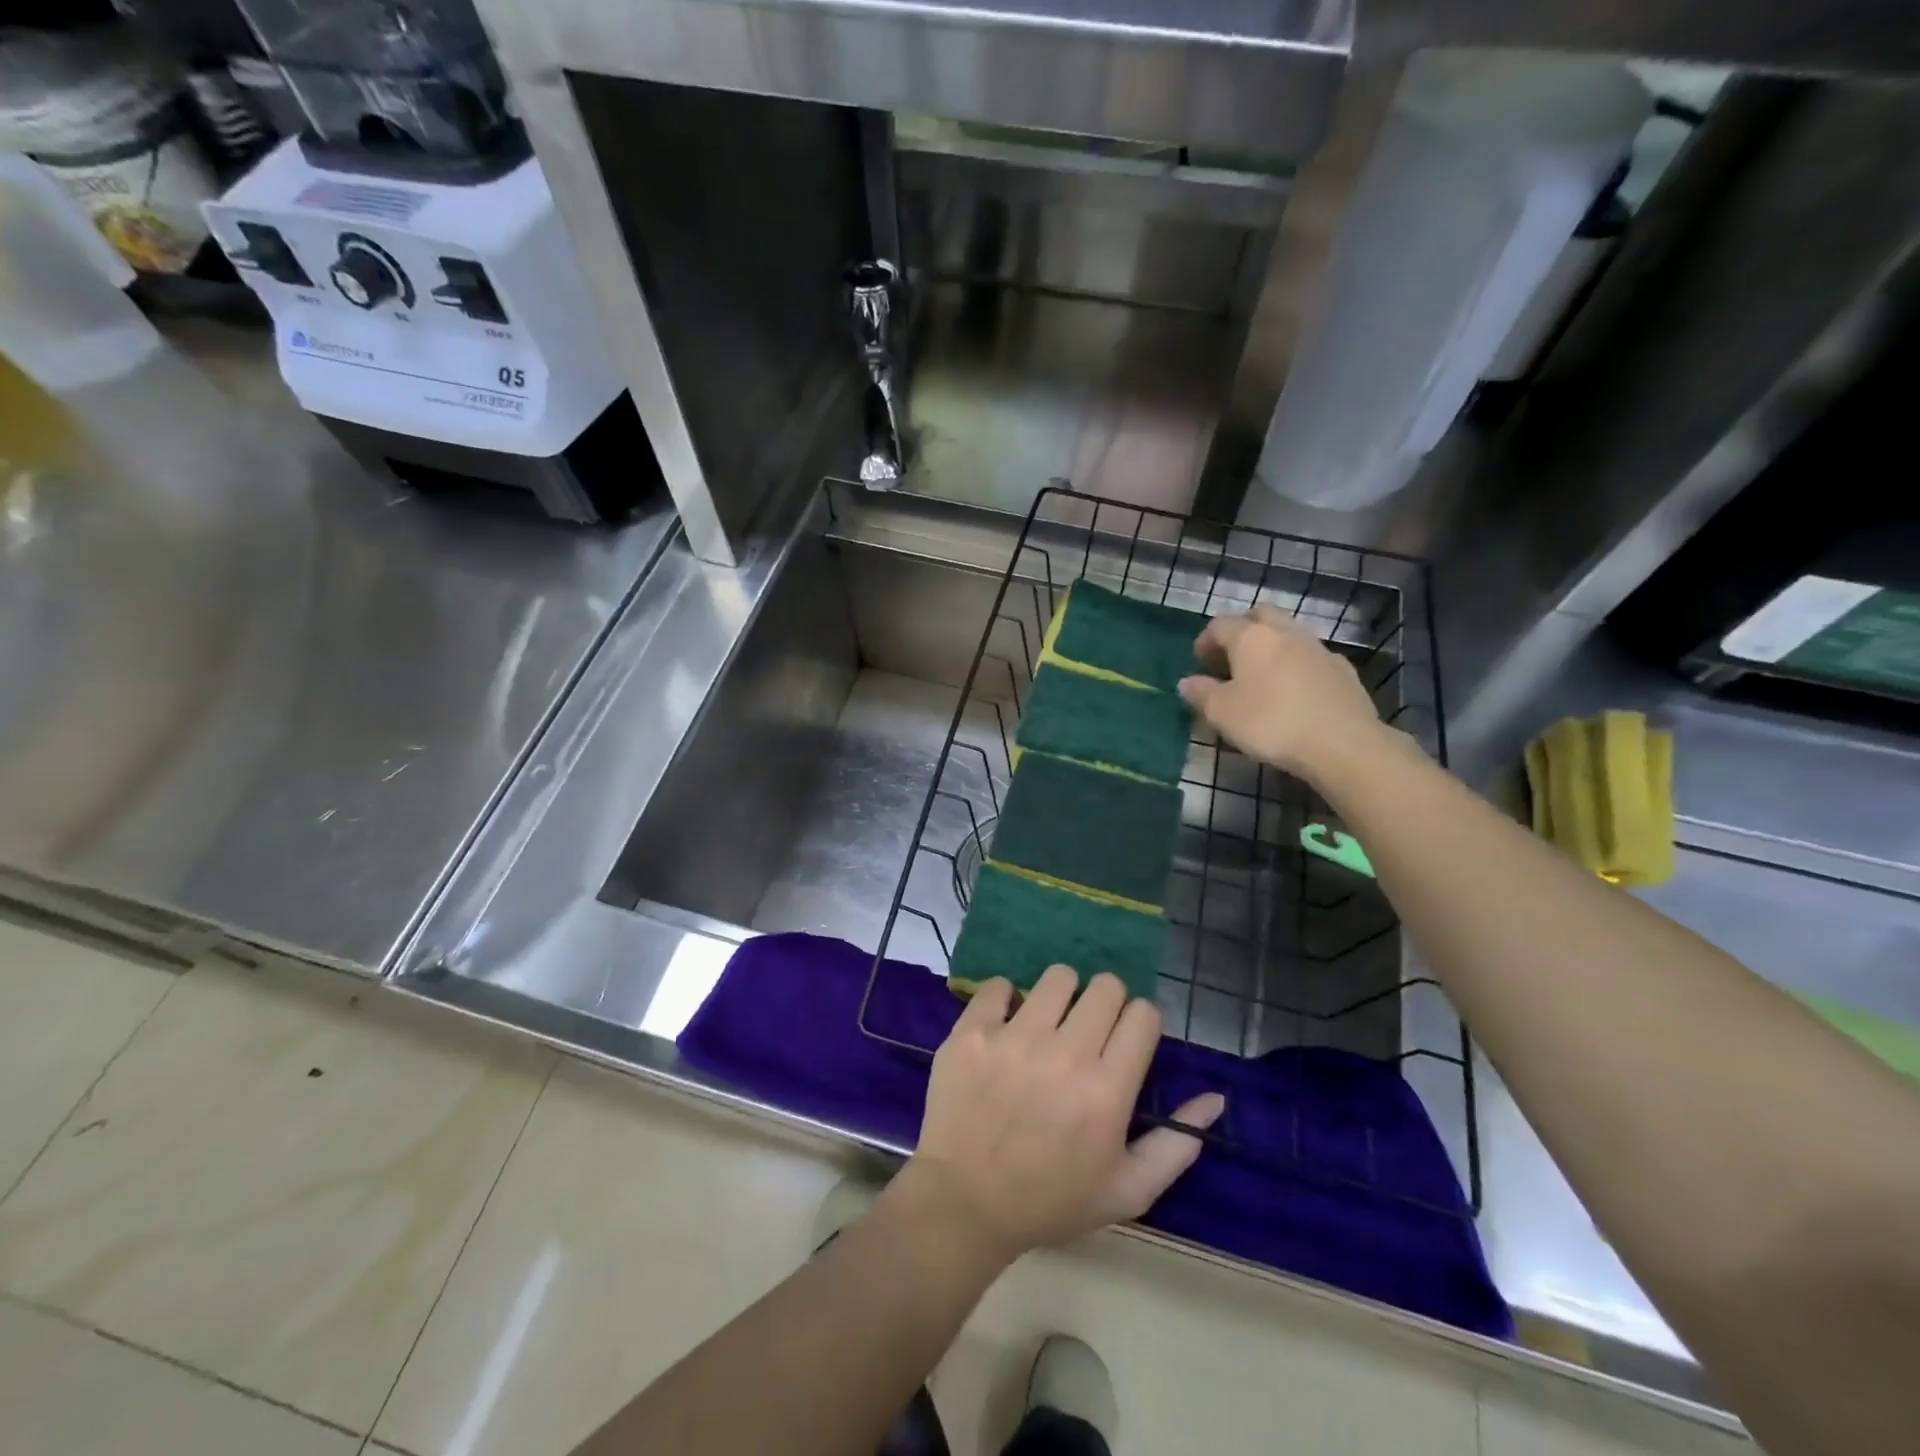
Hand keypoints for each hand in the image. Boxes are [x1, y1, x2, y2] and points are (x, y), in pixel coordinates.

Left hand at [907, 967, 1223, 1260]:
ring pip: (1058, 977)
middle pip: (1106, 986)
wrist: (964, 1204)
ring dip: (1061, 995)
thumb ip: (1176, 1144)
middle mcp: (1065, 1053)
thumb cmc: (1050, 1201)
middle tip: (1089, 1030)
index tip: (1125, 1041)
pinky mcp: (972, 1031)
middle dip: (1107, 1003)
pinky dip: (1005, 1000)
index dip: (1140, 1023)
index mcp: (1107, 1090)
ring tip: (1049, 1023)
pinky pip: (998, 985)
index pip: (1143, 1014)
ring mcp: (1014, 1037)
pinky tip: (1005, 1025)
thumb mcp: (1127, 1191)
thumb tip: (1215, 1097)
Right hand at [1179, 605, 1382, 778]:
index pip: (1221, 625)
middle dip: (1243, 629)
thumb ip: (1201, 694)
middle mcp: (1285, 633)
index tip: (1199, 663)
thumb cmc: (1271, 722)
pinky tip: (1294, 692)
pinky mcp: (1343, 670)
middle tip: (1232, 657)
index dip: (1205, 641)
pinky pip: (1311, 657)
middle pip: (1260, 614)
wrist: (1341, 743)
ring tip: (1262, 676)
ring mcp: (1318, 648)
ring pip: (1289, 633)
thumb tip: (1187, 682)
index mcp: (1251, 637)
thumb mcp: (1222, 713)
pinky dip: (1297, 666)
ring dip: (1272, 646)